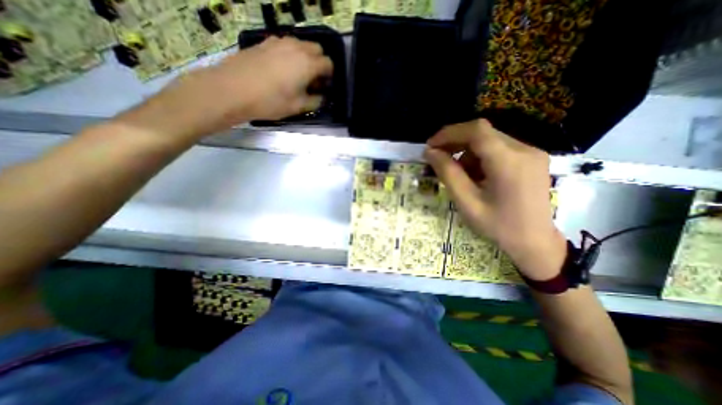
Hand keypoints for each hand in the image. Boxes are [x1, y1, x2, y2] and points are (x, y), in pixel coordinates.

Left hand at [126, 37, 334, 139]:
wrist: (232, 89)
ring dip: (305, 58)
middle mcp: (296, 47)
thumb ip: (315, 101)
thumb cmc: (270, 101)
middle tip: (313, 81)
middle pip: (316, 49)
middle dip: (319, 63)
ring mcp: (278, 42)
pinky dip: (290, 54)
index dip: (329, 76)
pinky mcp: (264, 43)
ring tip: (297, 76)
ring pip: (300, 45)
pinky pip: (285, 45)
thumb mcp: (298, 107)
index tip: (324, 87)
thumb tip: (321, 97)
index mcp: (308, 63)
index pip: (328, 63)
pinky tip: (281, 69)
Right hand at [424, 119, 568, 278]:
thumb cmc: (498, 227)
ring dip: (467, 152)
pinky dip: (480, 157)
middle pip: (482, 133)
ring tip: (458, 174)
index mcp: (509, 162)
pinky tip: (475, 175)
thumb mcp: (466, 202)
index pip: (476, 131)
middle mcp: (524, 150)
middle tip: (437, 157)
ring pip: (489, 140)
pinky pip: (499, 148)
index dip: (449, 133)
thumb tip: (430, 152)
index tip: (431, 146)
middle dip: (455, 142)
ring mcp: (531, 153)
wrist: (535, 243)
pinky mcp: (532, 158)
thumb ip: (448, 174)